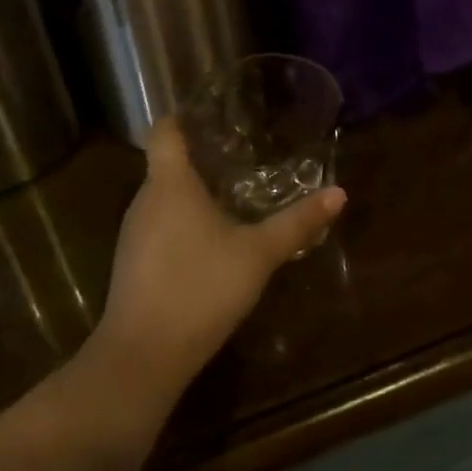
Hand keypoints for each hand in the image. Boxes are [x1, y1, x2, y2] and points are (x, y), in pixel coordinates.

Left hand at [91, 119, 346, 404]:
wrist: (143, 357)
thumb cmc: (200, 288)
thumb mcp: (258, 254)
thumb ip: (297, 222)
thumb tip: (338, 193)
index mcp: (170, 183)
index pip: (164, 130)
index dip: (184, 116)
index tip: (214, 113)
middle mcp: (145, 200)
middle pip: (167, 163)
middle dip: (202, 156)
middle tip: (244, 153)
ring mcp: (134, 234)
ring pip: (164, 198)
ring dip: (194, 193)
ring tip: (234, 194)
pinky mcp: (133, 264)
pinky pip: (160, 227)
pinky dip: (184, 223)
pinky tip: (213, 241)